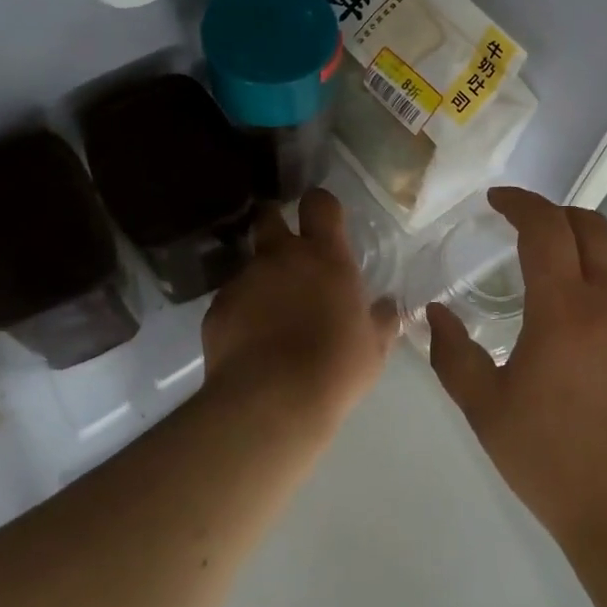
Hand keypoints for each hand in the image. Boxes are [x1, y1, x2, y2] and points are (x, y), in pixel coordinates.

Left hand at [203, 189, 397, 428]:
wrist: (271, 402)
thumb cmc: (335, 368)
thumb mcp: (374, 347)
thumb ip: (381, 320)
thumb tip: (389, 306)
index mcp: (325, 257)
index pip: (320, 204)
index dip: (321, 205)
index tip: (323, 219)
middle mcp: (281, 257)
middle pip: (269, 216)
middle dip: (274, 222)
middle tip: (286, 248)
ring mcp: (244, 280)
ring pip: (249, 263)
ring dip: (260, 278)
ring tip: (270, 314)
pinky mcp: (216, 309)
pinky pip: (231, 300)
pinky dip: (240, 312)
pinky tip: (250, 342)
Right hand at [426, 187, 606, 555]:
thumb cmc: (554, 461)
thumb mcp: (486, 410)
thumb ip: (453, 354)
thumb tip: (436, 314)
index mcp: (565, 308)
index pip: (545, 226)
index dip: (520, 202)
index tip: (496, 201)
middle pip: (590, 226)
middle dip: (554, 214)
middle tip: (523, 230)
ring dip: (580, 254)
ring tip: (550, 287)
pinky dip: (602, 291)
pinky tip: (583, 336)